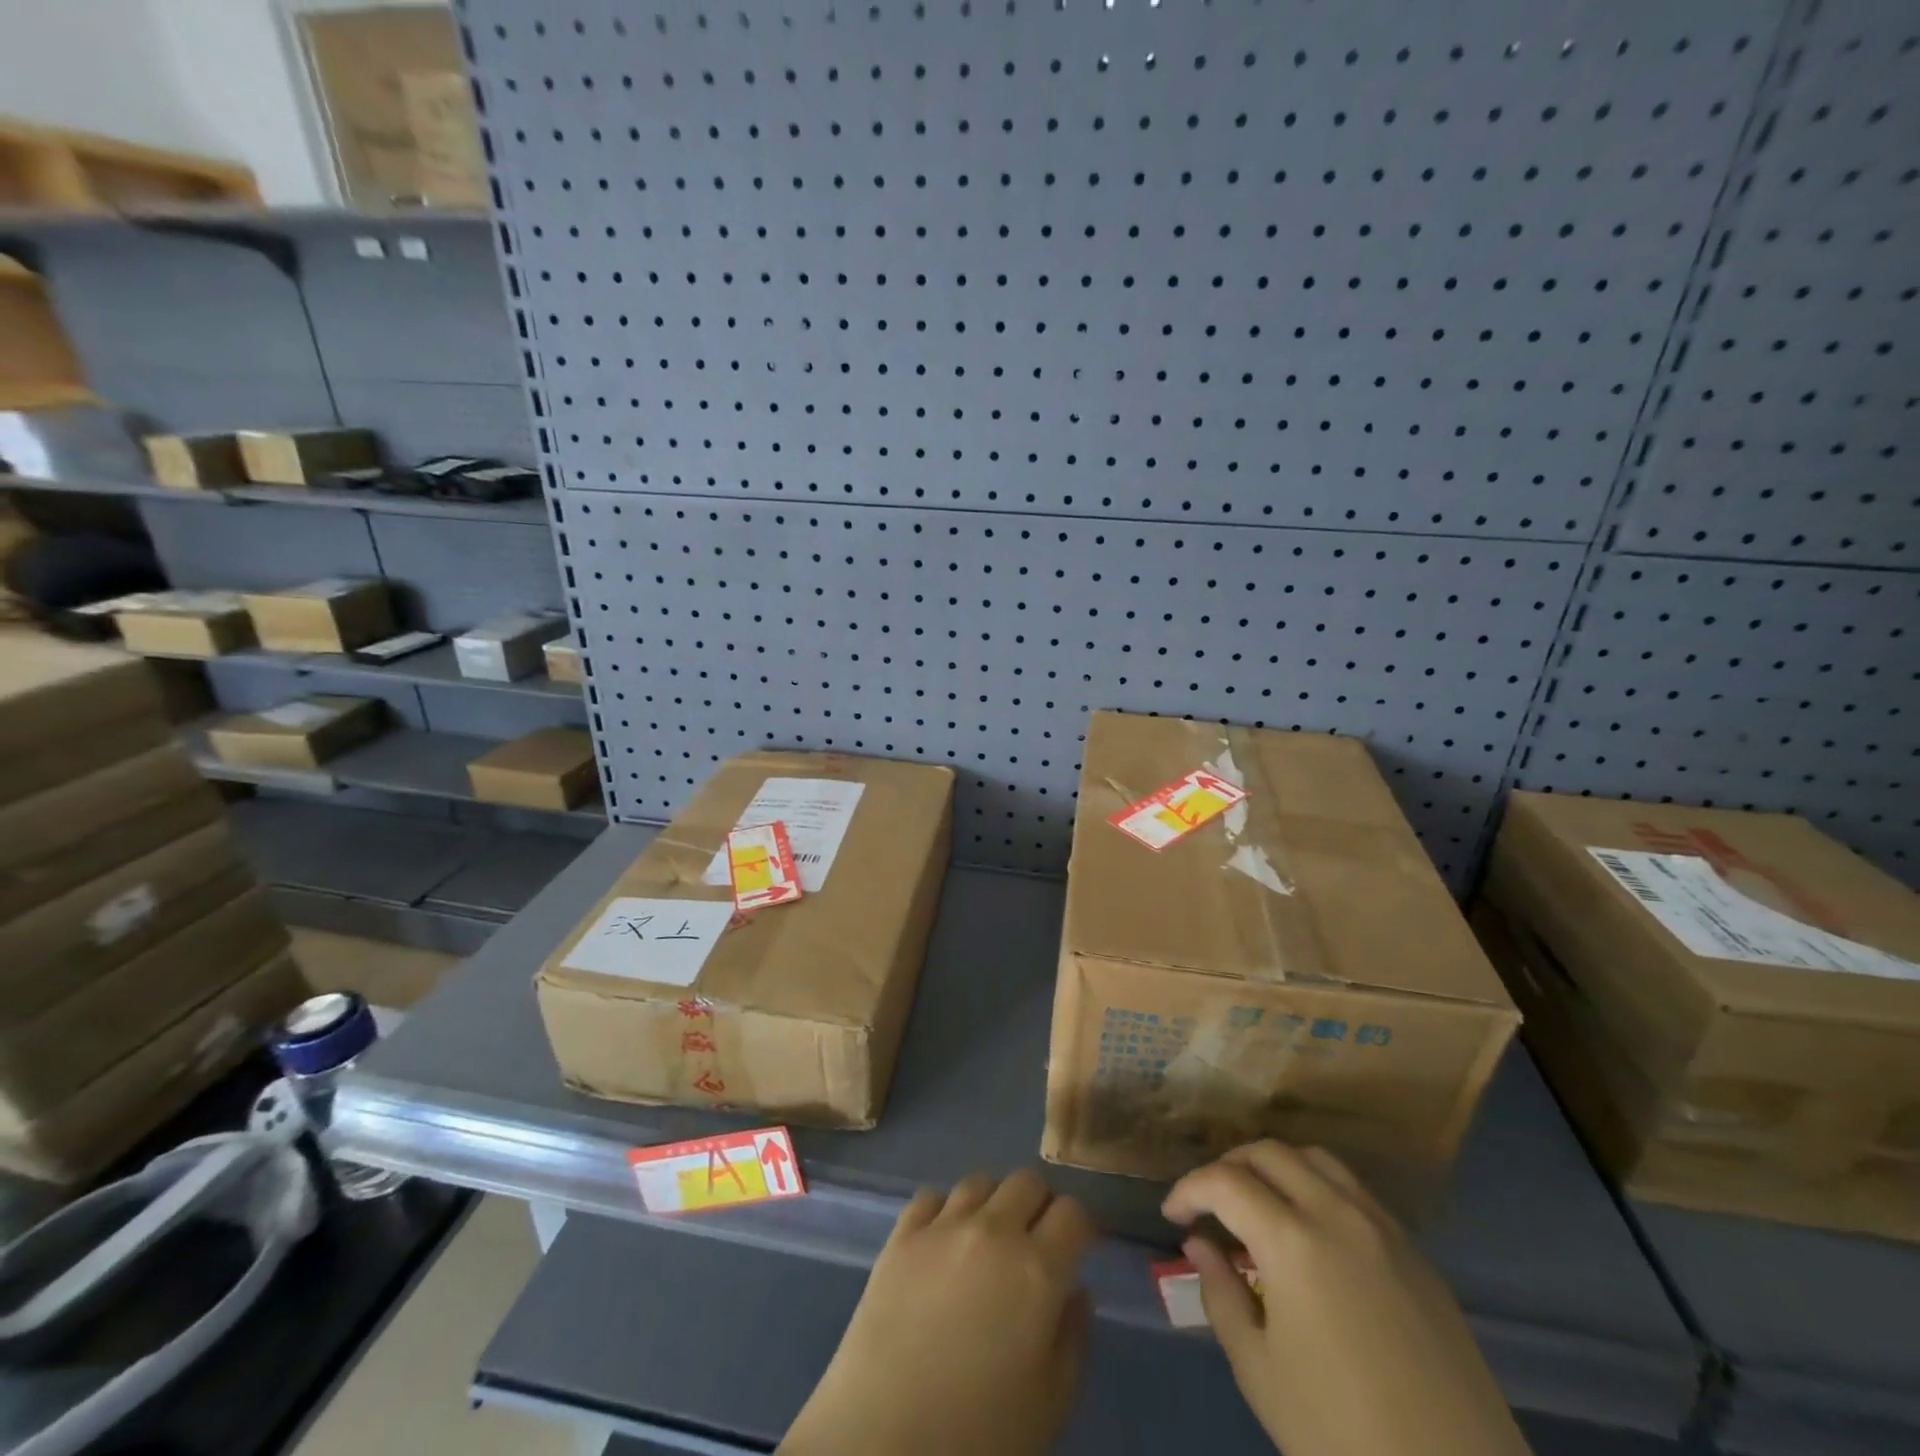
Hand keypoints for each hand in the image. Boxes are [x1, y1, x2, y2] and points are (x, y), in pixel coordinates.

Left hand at [782, 1169, 1096, 1455]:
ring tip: (988, 1239)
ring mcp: (942, 1226)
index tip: (1079, 1247)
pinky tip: (943, 1242)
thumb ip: (1073, 1339)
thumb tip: (1077, 1291)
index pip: (1072, 1212)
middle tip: (1036, 1241)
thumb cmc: (980, 1434)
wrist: (885, 1442)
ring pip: (979, 1182)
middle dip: (1039, 1205)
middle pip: (1027, 1181)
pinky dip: (945, 1211)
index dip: (1081, 1226)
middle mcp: (993, 1231)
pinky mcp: (901, 1234)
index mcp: (1037, 1269)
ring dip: (993, 1203)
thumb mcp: (1051, 1403)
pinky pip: (931, 1197)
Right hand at [1163, 1142, 1530, 1455]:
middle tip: (1210, 1204)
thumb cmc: (1342, 1436)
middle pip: (1269, 1153)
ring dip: (1276, 1167)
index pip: (1224, 1182)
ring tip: (1258, 1203)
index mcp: (1293, 1241)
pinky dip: (1318, 1188)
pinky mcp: (1417, 1254)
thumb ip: (1220, 1294)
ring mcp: (1384, 1229)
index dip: (1189, 1189)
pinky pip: (1356, 1192)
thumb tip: (1200, 1244)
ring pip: (1316, 1160)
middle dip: (1228, 1167)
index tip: (1172, 1215)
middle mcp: (1337, 1214)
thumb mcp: (1259, 1371)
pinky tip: (1312, 1232)